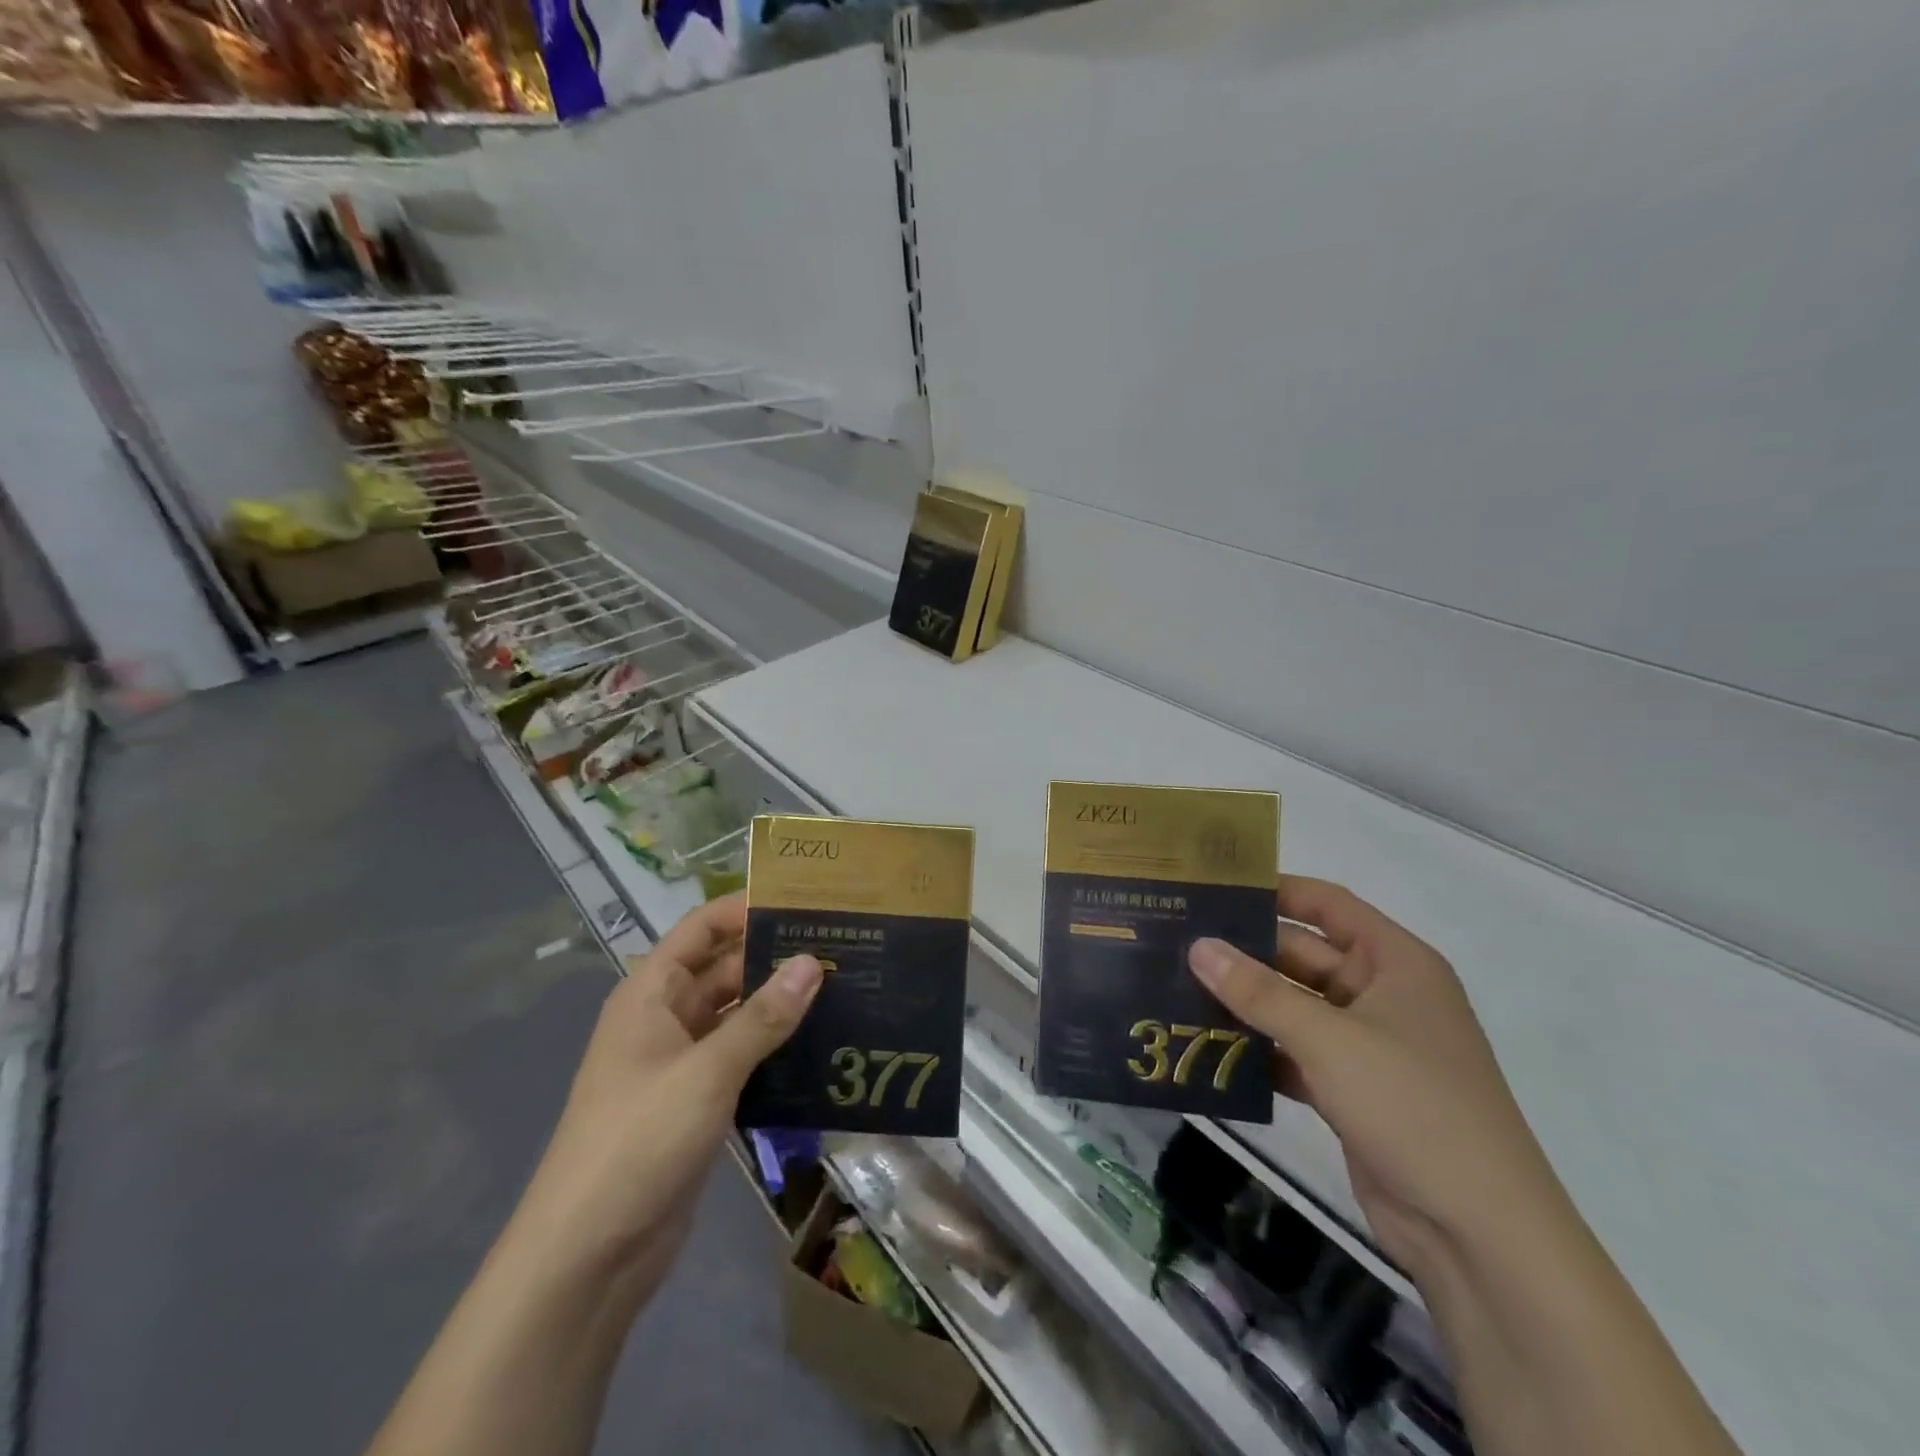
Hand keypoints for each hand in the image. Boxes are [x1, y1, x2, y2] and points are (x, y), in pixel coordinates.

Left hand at [506, 894, 823, 1304]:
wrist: (587, 1258)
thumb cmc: (638, 1141)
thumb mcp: (707, 1071)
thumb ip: (763, 1017)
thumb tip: (813, 961)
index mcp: (651, 994)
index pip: (702, 929)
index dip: (746, 909)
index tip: (804, 903)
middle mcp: (666, 1019)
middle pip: (725, 970)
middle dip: (776, 958)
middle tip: (842, 947)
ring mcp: (682, 1063)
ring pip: (738, 1016)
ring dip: (781, 1005)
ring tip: (845, 988)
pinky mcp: (698, 1103)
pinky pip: (743, 1059)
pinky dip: (775, 1049)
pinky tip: (822, 1046)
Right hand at [1188, 876, 1567, 1282]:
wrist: (1479, 1235)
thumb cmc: (1414, 1107)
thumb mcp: (1330, 1040)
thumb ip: (1259, 991)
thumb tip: (1198, 946)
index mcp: (1396, 964)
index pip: (1328, 905)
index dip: (1276, 890)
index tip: (1216, 888)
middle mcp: (1382, 995)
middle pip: (1303, 957)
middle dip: (1246, 952)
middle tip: (1178, 942)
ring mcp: (1368, 1045)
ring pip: (1295, 1007)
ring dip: (1246, 1003)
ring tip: (1178, 988)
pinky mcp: (1351, 1089)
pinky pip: (1295, 1052)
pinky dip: (1259, 1049)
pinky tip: (1208, 1046)